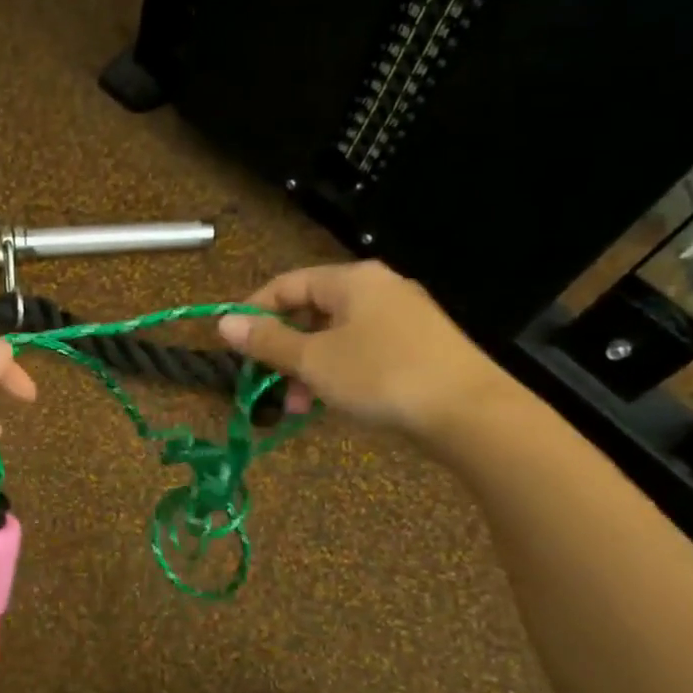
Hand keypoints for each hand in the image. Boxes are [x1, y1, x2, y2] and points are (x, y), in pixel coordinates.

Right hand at [217, 261, 514, 441]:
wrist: (469, 412)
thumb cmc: (381, 375)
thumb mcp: (314, 361)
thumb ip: (267, 341)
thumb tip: (224, 322)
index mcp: (352, 280)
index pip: (287, 284)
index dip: (255, 312)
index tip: (233, 346)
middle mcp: (378, 289)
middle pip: (311, 311)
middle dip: (283, 350)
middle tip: (267, 386)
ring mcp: (402, 317)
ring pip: (336, 336)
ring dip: (308, 369)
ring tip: (298, 407)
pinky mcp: (418, 346)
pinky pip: (362, 351)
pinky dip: (338, 373)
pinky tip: (332, 403)